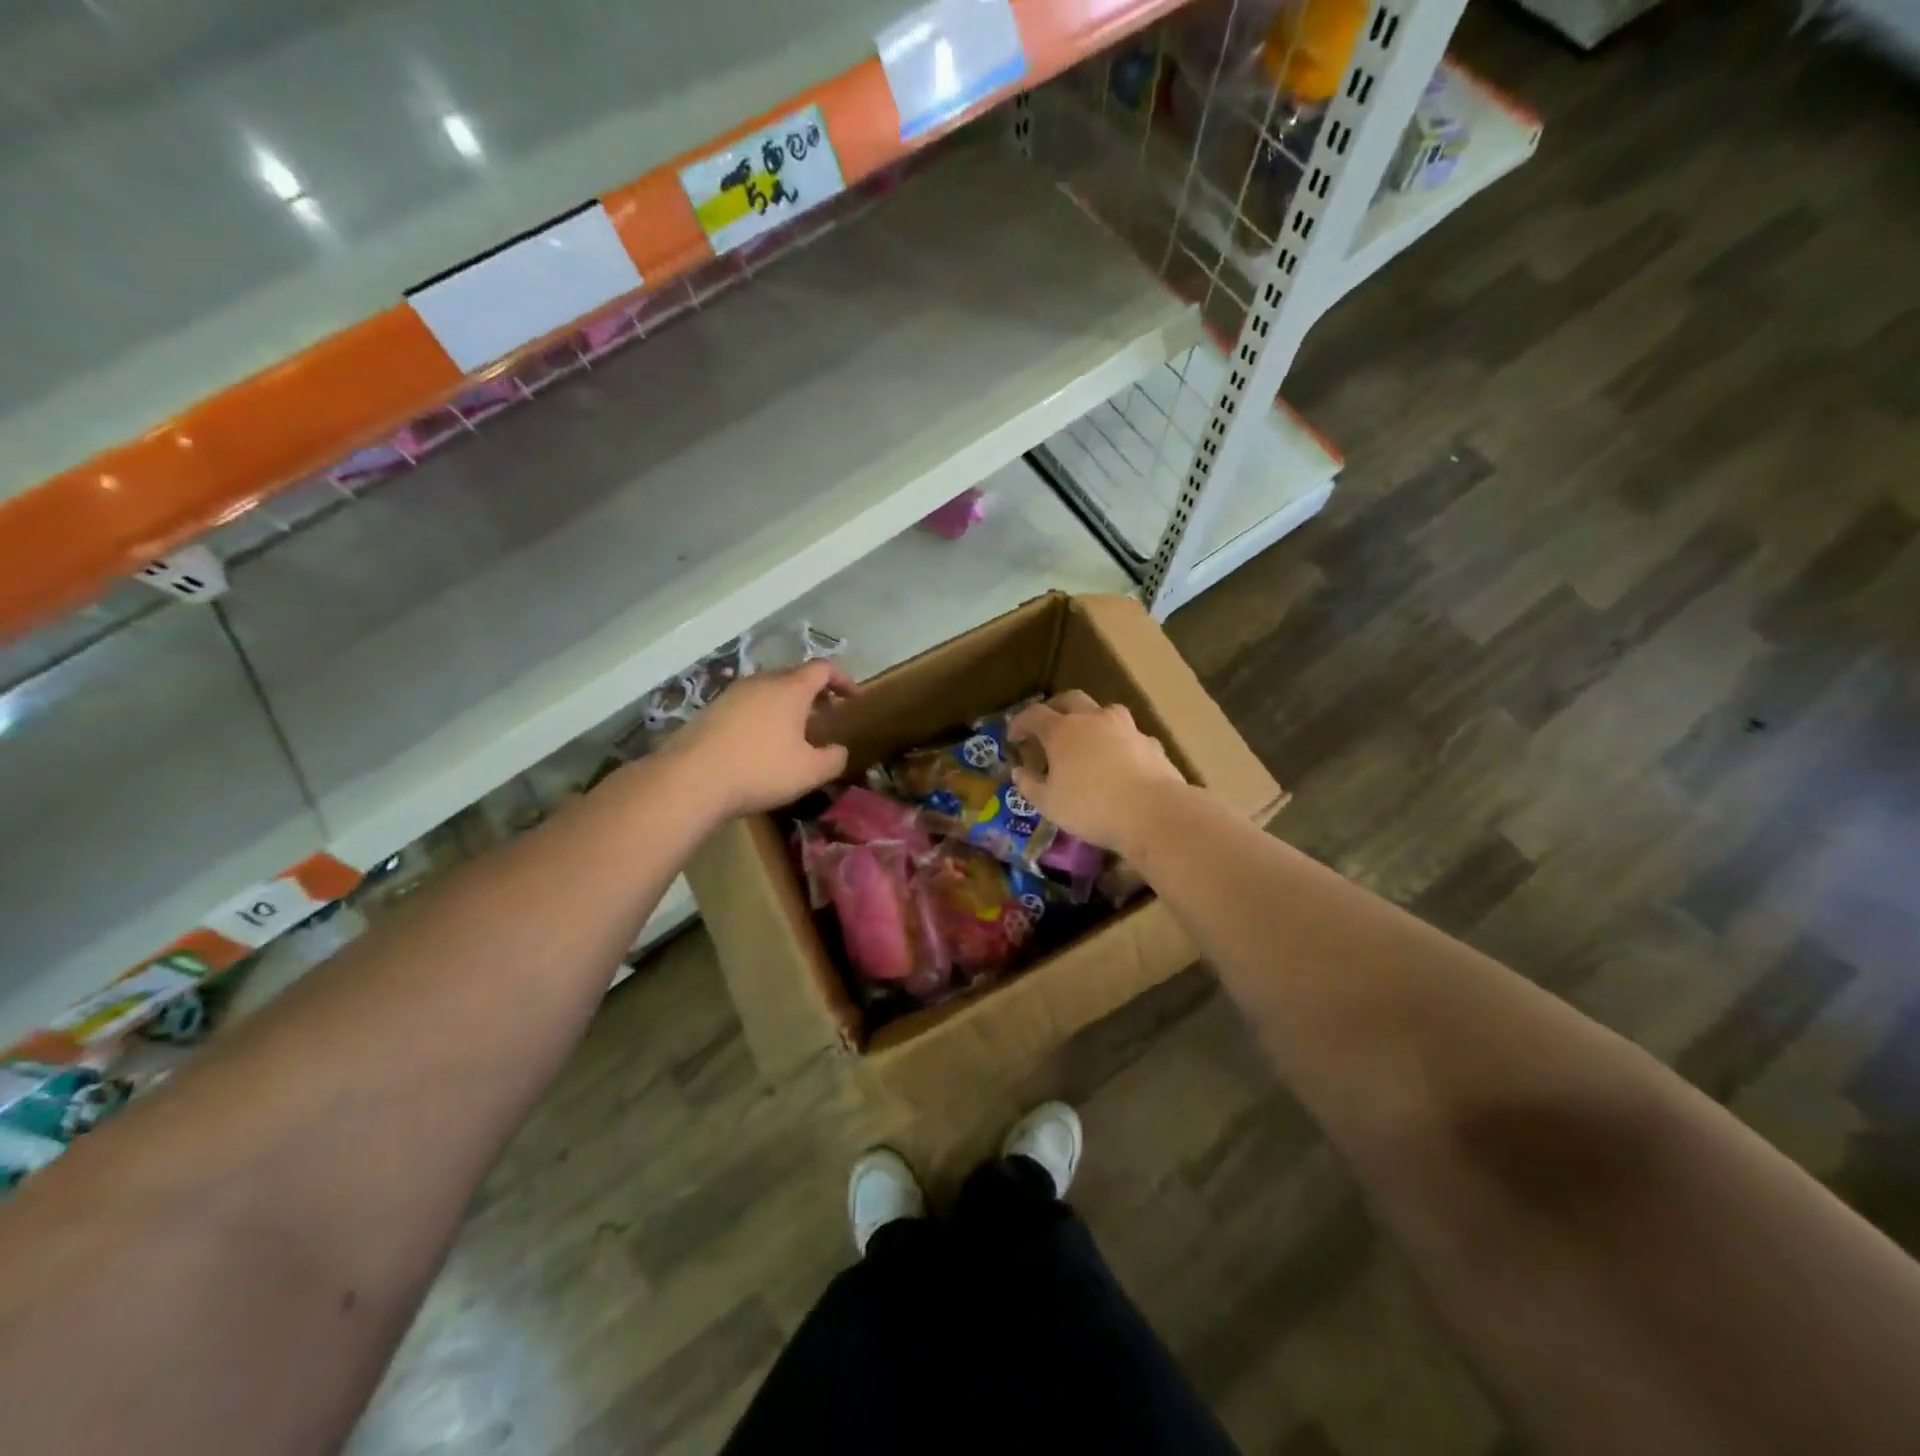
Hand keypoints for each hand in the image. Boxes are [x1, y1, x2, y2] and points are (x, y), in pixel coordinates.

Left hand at [667, 660, 855, 816]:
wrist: (690, 779)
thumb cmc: (760, 770)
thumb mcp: (810, 772)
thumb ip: (834, 758)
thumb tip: (839, 750)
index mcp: (791, 688)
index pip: (824, 668)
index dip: (842, 679)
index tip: (852, 697)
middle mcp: (762, 682)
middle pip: (794, 676)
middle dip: (814, 693)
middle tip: (825, 716)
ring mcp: (732, 693)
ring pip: (768, 690)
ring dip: (787, 705)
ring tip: (793, 732)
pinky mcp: (711, 710)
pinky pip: (747, 705)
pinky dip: (763, 715)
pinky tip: (760, 743)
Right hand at [1008, 691, 1186, 855]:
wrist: (1152, 811)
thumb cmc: (1091, 807)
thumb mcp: (1049, 804)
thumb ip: (1030, 785)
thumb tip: (1019, 772)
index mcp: (1062, 731)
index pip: (1034, 714)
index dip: (1020, 723)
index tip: (1013, 736)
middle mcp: (1092, 719)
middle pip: (1070, 699)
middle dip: (1055, 708)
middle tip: (1049, 725)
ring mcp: (1125, 727)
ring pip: (1104, 710)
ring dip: (1092, 718)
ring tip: (1088, 737)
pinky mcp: (1149, 742)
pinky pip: (1129, 735)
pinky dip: (1119, 741)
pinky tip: (1120, 759)